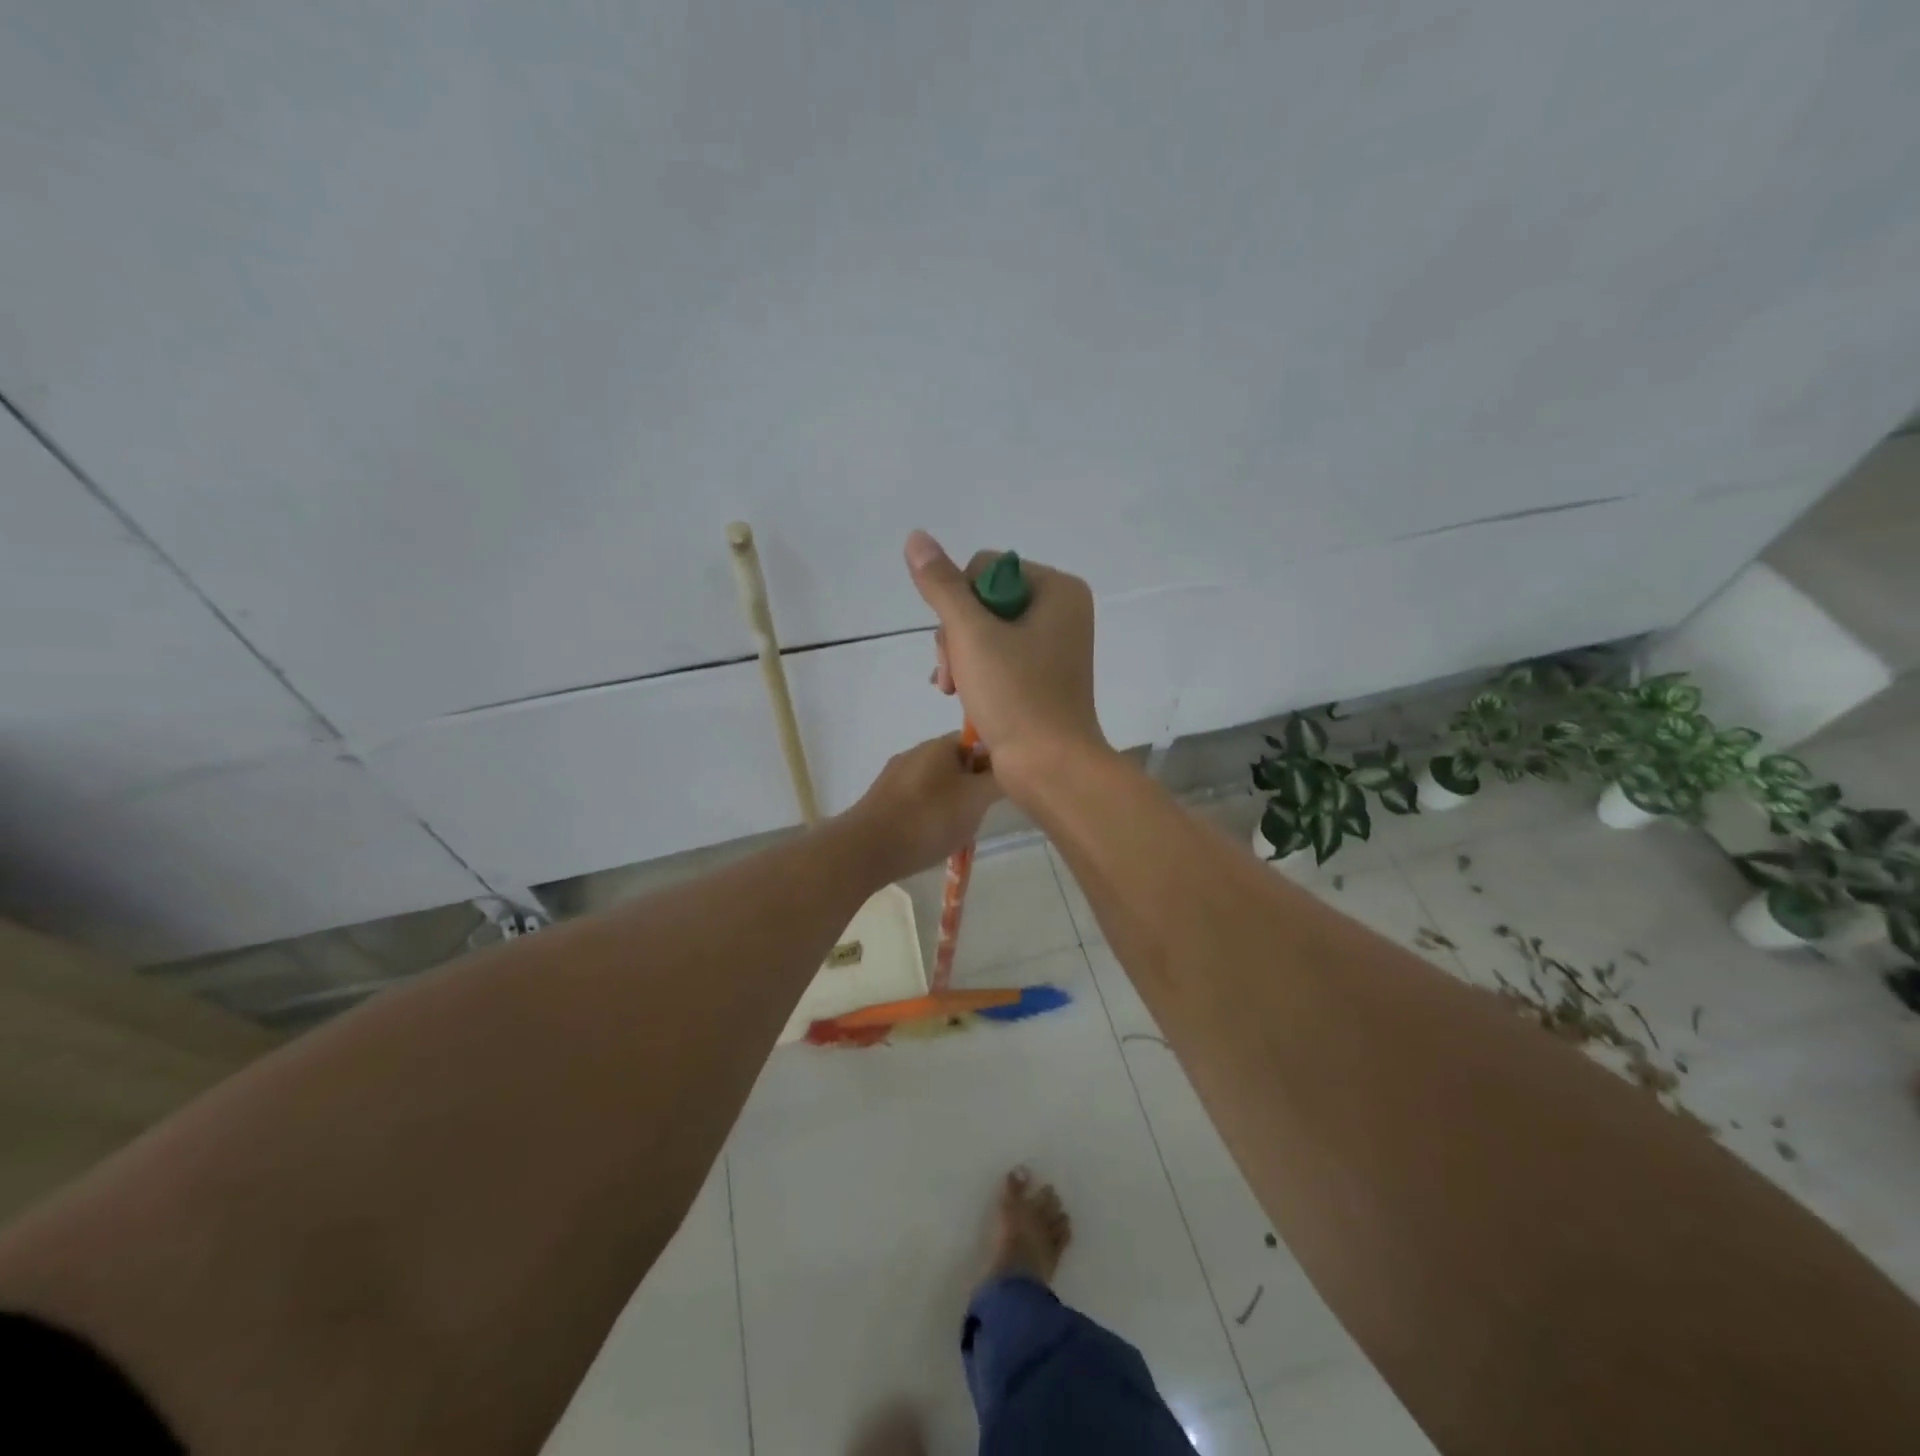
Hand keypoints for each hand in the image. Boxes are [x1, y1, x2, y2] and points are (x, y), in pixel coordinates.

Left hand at [841, 734, 1003, 881]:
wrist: (867, 849)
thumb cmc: (928, 819)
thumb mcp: (976, 799)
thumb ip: (998, 779)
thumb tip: (1009, 766)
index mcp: (940, 744)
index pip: (978, 741)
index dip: (994, 763)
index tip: (1002, 789)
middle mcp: (916, 752)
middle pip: (958, 764)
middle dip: (973, 788)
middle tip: (980, 814)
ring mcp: (895, 776)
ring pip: (937, 785)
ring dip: (952, 804)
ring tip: (956, 831)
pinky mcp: (882, 799)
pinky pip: (917, 801)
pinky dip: (929, 815)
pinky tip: (930, 838)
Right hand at [904, 531, 1104, 782]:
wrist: (1050, 767)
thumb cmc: (1016, 695)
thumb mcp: (971, 634)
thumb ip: (941, 585)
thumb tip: (916, 537)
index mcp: (1058, 590)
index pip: (986, 568)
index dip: (959, 601)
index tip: (957, 642)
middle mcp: (1061, 611)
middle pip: (983, 601)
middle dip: (956, 635)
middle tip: (950, 674)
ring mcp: (1052, 646)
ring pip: (984, 631)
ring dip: (958, 657)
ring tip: (951, 689)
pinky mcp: (1041, 676)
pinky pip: (996, 657)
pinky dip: (974, 673)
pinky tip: (958, 695)